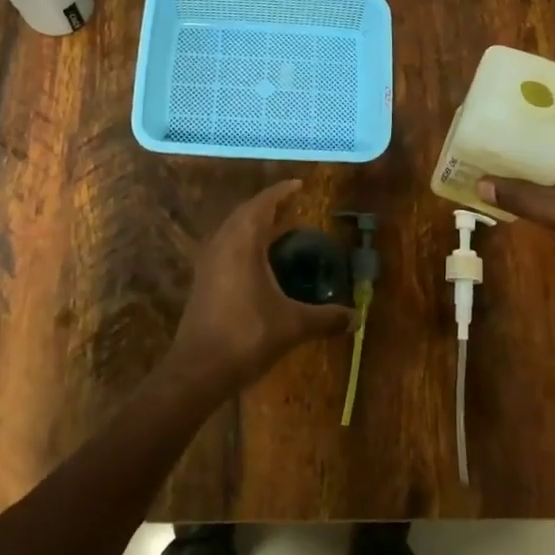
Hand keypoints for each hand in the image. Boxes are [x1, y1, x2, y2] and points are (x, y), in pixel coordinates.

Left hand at [163, 180, 354, 396]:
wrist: (198, 370)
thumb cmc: (247, 335)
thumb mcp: (293, 325)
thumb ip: (326, 318)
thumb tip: (357, 318)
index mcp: (242, 241)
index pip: (263, 204)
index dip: (281, 192)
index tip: (299, 185)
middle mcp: (222, 243)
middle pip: (244, 213)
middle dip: (267, 206)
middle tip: (292, 207)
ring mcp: (208, 262)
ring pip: (231, 230)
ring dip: (252, 225)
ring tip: (278, 231)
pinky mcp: (202, 281)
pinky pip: (225, 247)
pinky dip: (243, 243)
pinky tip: (258, 262)